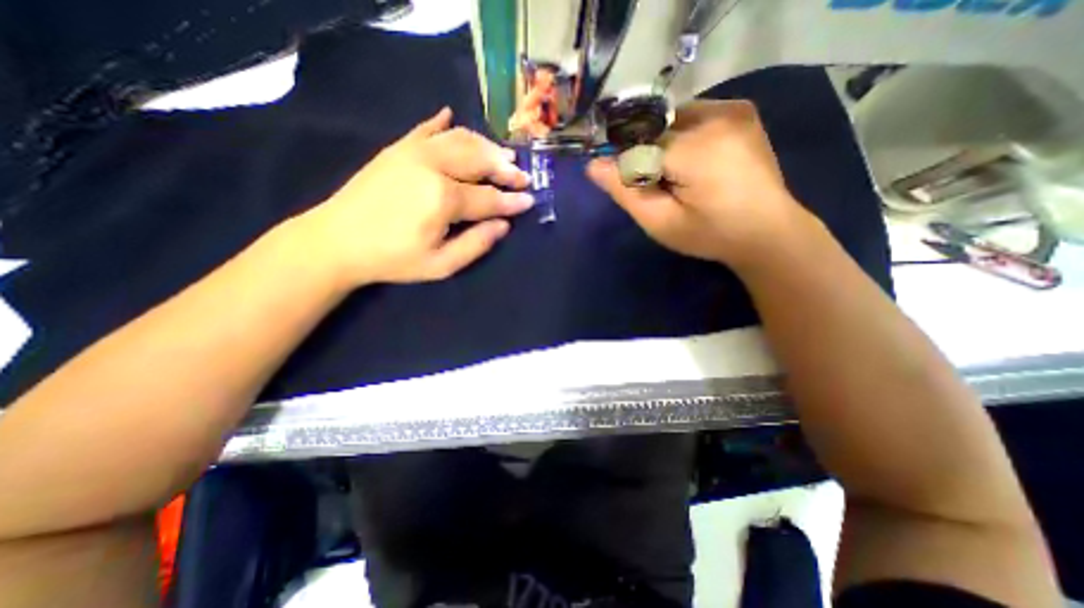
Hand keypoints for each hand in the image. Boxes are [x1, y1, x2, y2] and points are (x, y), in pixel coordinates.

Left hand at [294, 106, 533, 288]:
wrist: (336, 241)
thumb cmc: (392, 259)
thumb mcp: (440, 265)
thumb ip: (476, 244)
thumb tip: (503, 225)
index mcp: (443, 198)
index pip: (489, 197)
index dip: (512, 201)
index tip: (530, 200)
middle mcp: (433, 166)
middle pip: (480, 160)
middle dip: (506, 168)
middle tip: (522, 177)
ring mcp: (413, 152)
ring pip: (460, 139)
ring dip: (486, 146)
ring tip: (503, 155)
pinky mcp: (398, 148)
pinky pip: (426, 128)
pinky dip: (443, 122)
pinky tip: (452, 116)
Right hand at [589, 99, 816, 267]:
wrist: (768, 232)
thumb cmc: (710, 235)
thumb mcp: (661, 222)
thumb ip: (626, 191)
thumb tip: (592, 165)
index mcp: (694, 148)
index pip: (638, 144)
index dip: (630, 166)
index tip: (638, 189)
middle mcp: (715, 116)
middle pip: (655, 129)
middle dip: (648, 155)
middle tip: (662, 187)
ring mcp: (732, 108)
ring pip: (672, 121)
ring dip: (665, 144)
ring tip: (681, 176)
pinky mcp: (741, 111)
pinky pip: (693, 116)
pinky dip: (683, 136)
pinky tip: (696, 162)